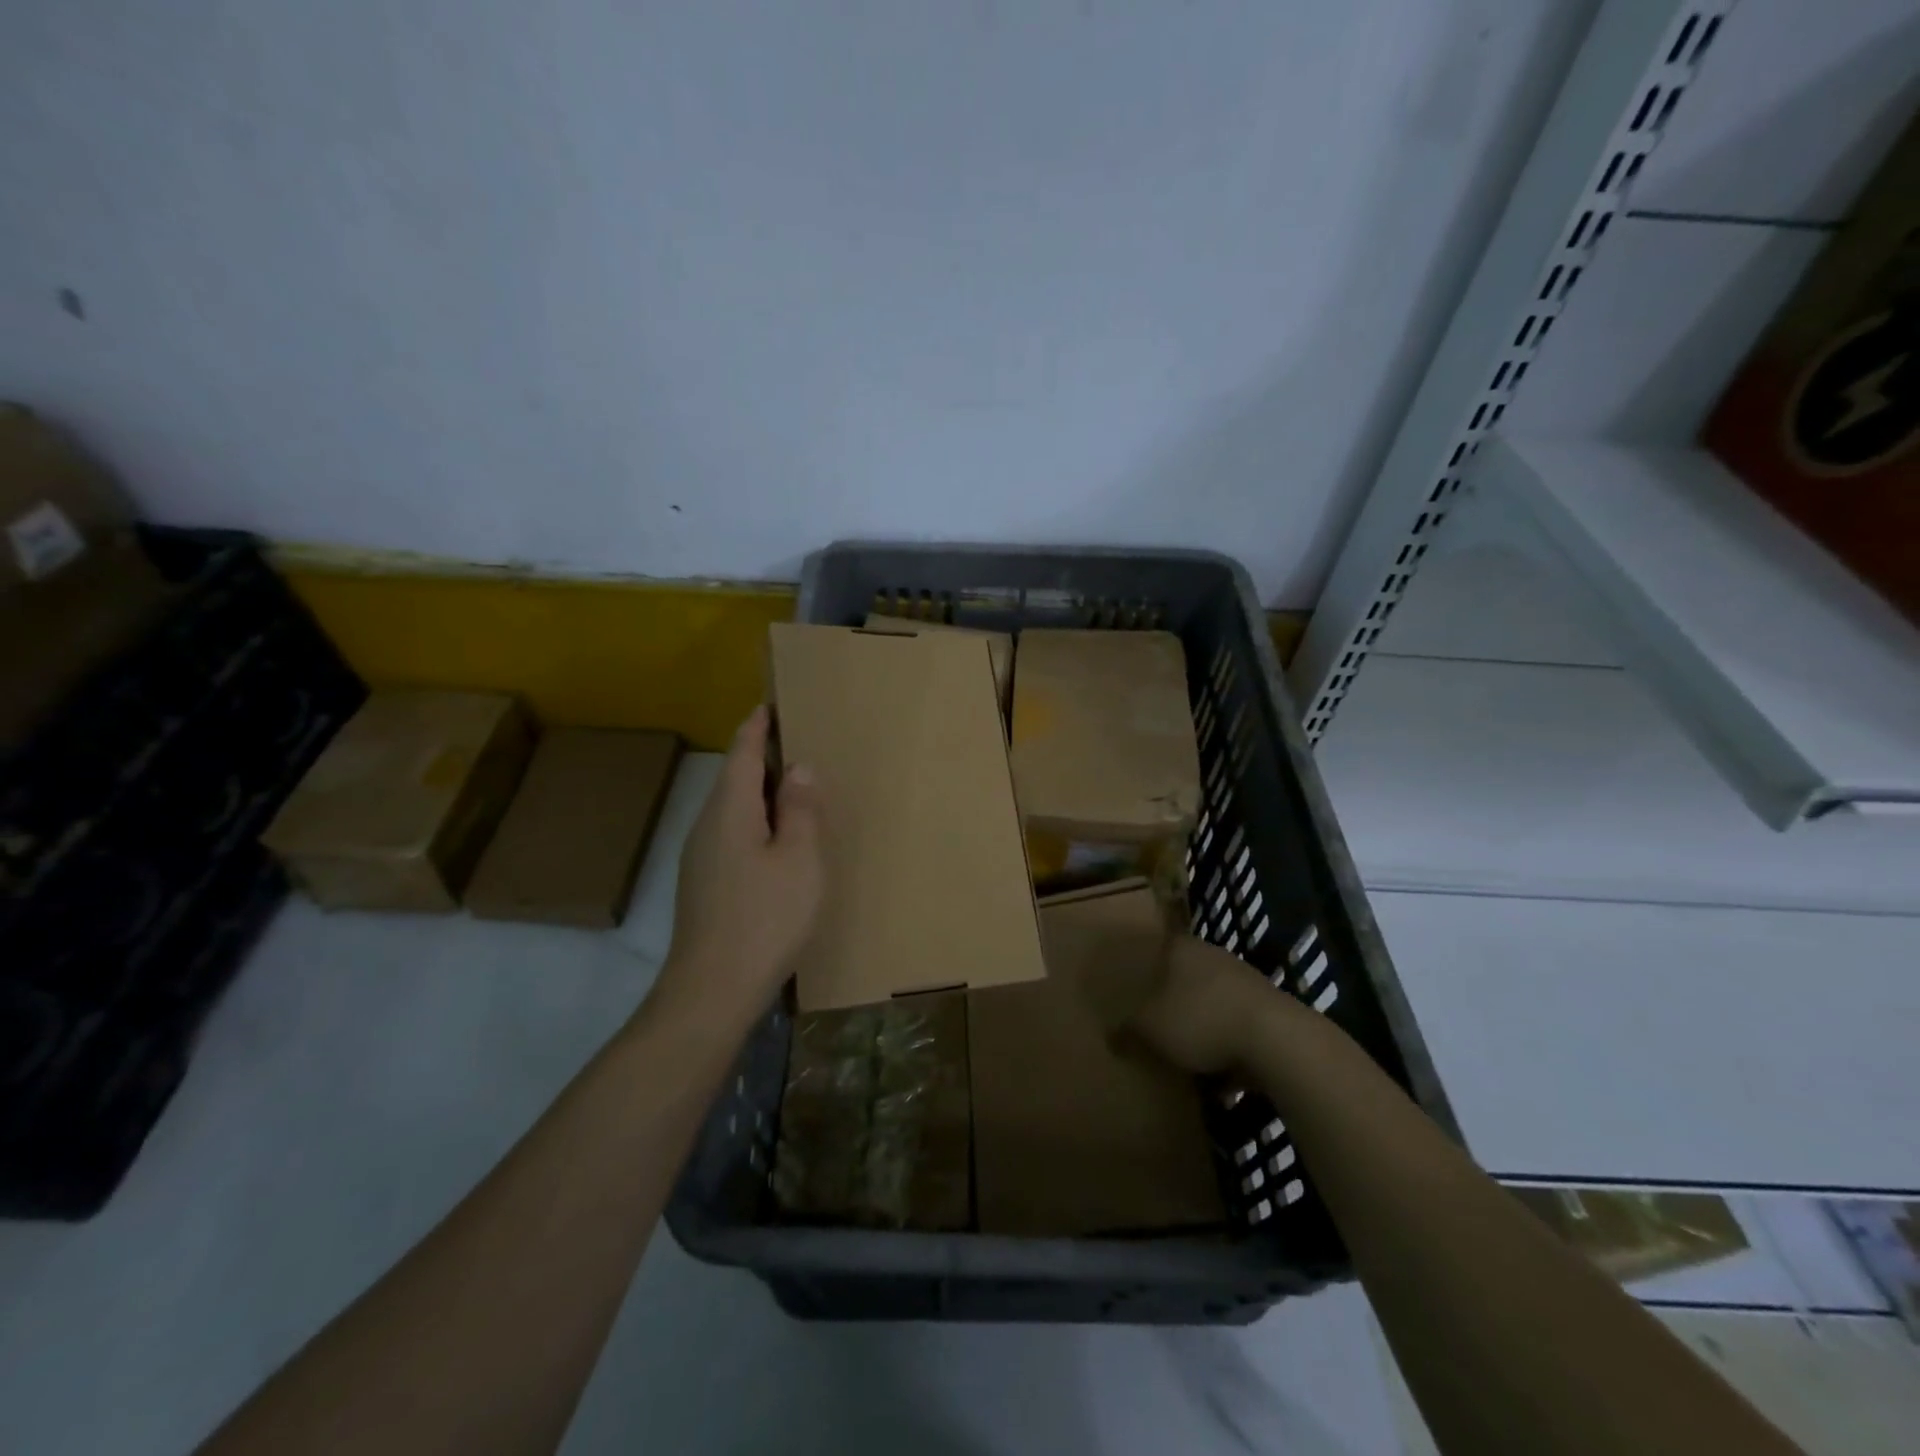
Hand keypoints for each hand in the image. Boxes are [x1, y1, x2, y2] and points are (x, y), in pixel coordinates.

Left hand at [653, 706, 823, 1026]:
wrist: (712, 989)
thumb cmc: (766, 918)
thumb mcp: (799, 859)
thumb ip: (800, 810)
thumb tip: (798, 768)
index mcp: (730, 810)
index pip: (742, 752)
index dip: (757, 726)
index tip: (771, 705)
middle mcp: (707, 825)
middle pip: (734, 778)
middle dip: (761, 757)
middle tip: (797, 744)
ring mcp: (700, 857)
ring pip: (732, 808)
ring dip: (759, 792)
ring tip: (793, 789)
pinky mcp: (703, 883)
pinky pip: (730, 833)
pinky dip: (755, 821)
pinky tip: (776, 841)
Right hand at [1123, 935, 1273, 1074]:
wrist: (1278, 1041)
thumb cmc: (1202, 1020)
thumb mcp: (1151, 1028)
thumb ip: (1128, 1029)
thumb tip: (1110, 1035)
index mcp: (1183, 949)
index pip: (1158, 946)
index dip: (1145, 965)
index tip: (1133, 986)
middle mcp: (1214, 956)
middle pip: (1186, 974)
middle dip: (1172, 998)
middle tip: (1155, 1022)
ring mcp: (1246, 981)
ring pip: (1213, 999)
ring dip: (1202, 1023)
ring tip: (1185, 1053)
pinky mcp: (1270, 1011)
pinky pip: (1237, 1025)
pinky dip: (1228, 1044)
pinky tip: (1220, 1074)